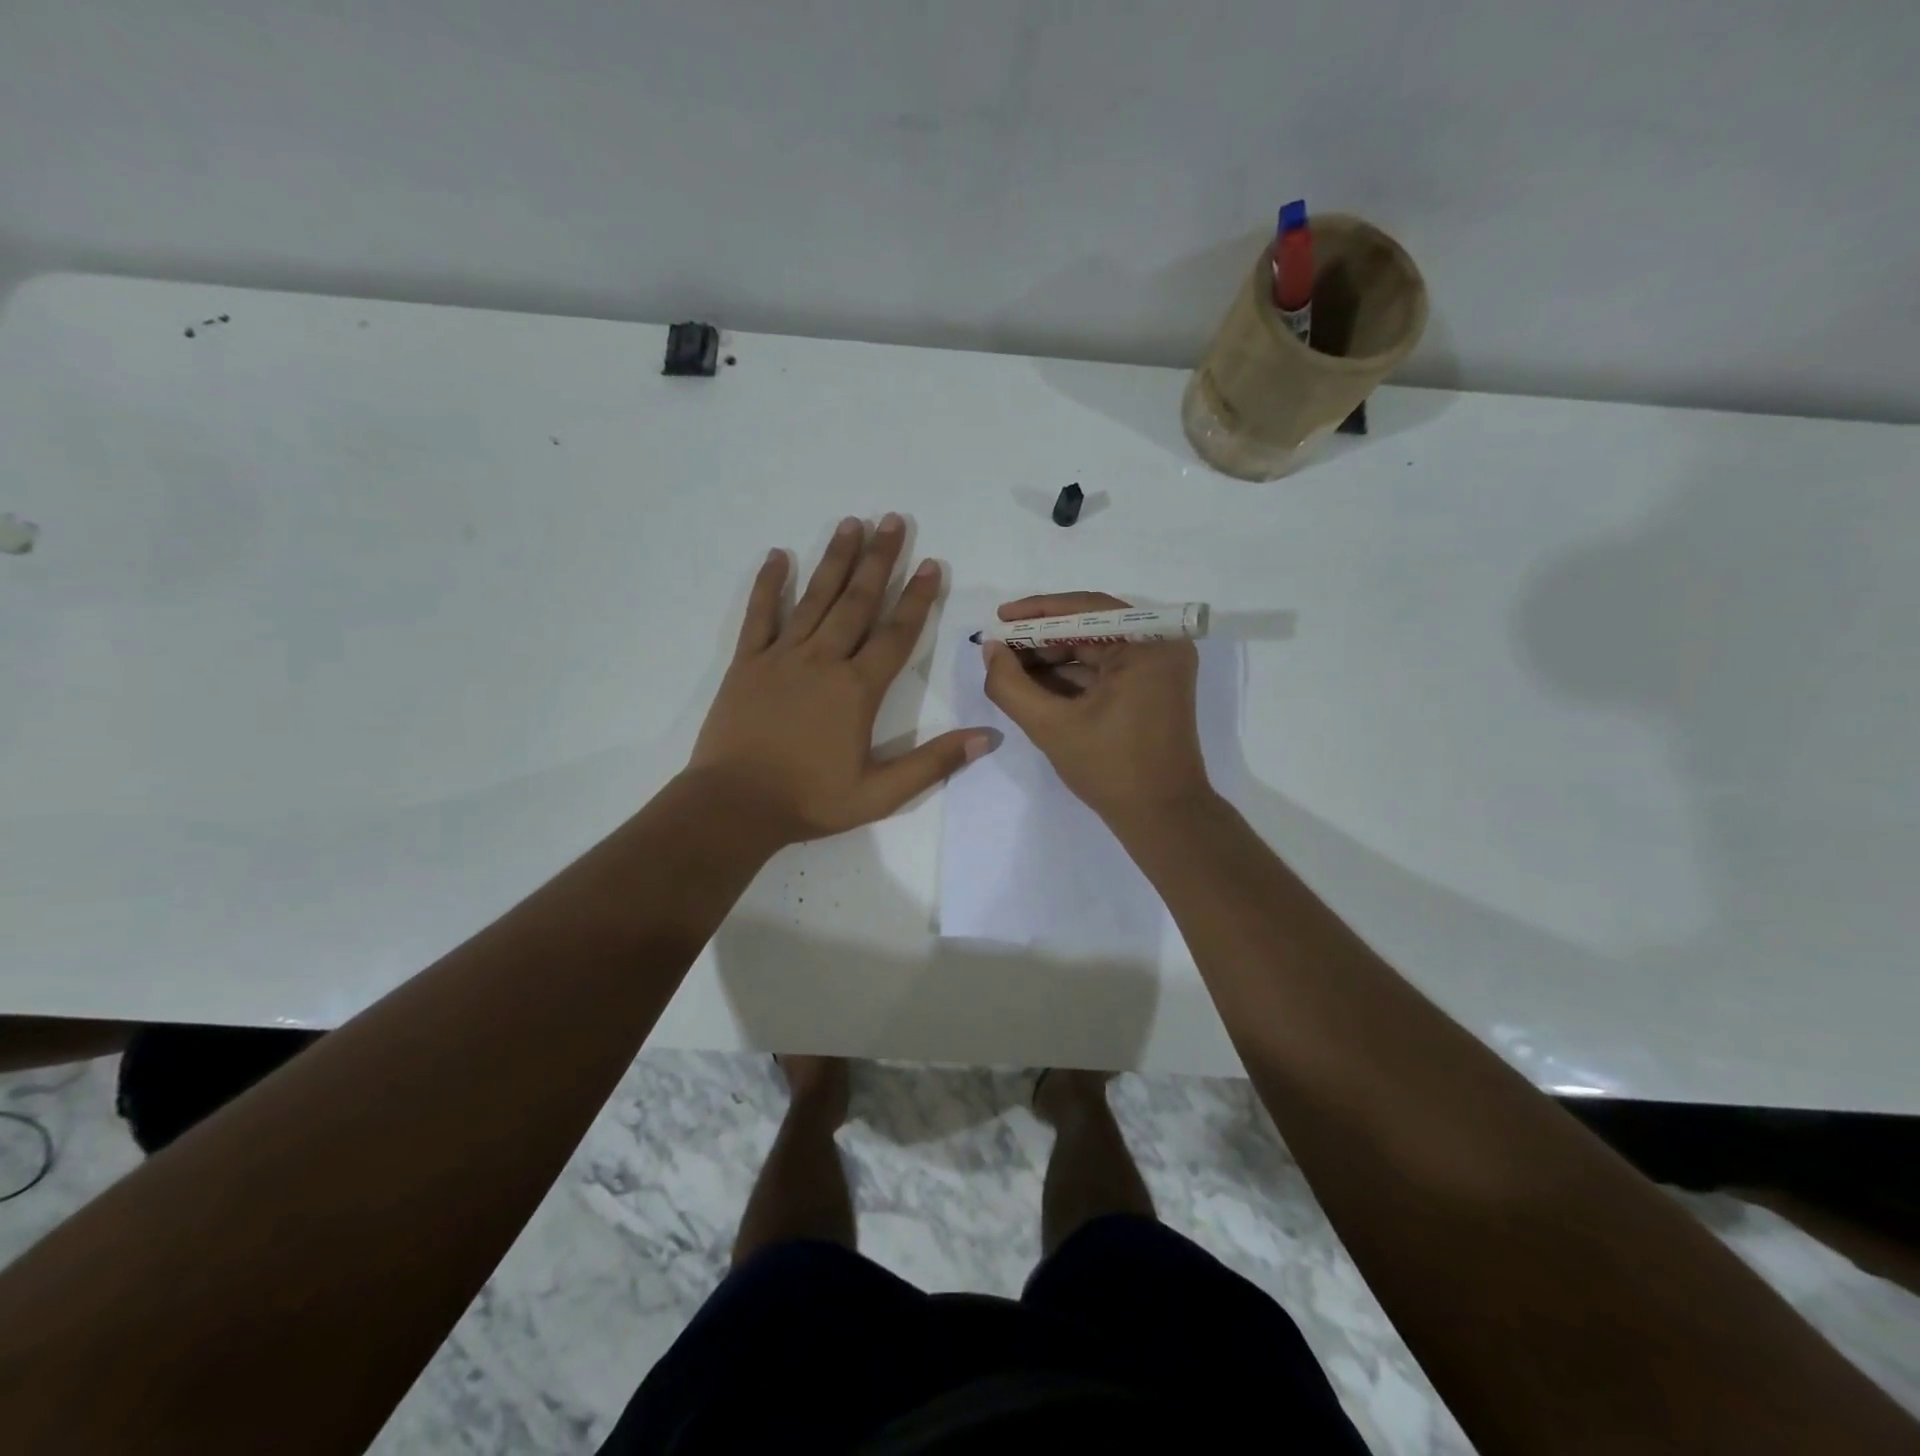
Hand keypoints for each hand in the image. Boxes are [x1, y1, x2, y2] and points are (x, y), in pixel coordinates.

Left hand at [688, 514, 994, 844]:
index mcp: (858, 689)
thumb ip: (934, 763)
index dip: (917, 598)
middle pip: (857, 601)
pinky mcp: (747, 663)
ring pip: (814, 598)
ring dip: (835, 559)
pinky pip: (759, 615)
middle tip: (893, 520)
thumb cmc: (810, 801)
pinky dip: (768, 584)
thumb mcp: (881, 794)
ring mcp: (781, 657)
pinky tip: (777, 555)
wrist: (734, 806)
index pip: (896, 634)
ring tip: (851, 523)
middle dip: (879, 559)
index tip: (932, 564)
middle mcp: (823, 661)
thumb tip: (988, 737)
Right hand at [981, 592, 1209, 829]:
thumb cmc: (1111, 769)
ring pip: (1095, 649)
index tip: (999, 618)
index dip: (1037, 612)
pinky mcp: (1152, 688)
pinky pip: (1105, 670)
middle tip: (999, 649)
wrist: (1163, 818)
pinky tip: (1034, 686)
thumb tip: (991, 650)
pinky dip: (1071, 677)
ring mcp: (1159, 668)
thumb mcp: (1051, 726)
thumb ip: (1011, 685)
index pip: (1085, 609)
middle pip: (1090, 628)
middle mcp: (1161, 646)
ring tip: (1009, 668)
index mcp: (1149, 644)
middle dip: (1041, 639)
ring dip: (1052, 659)